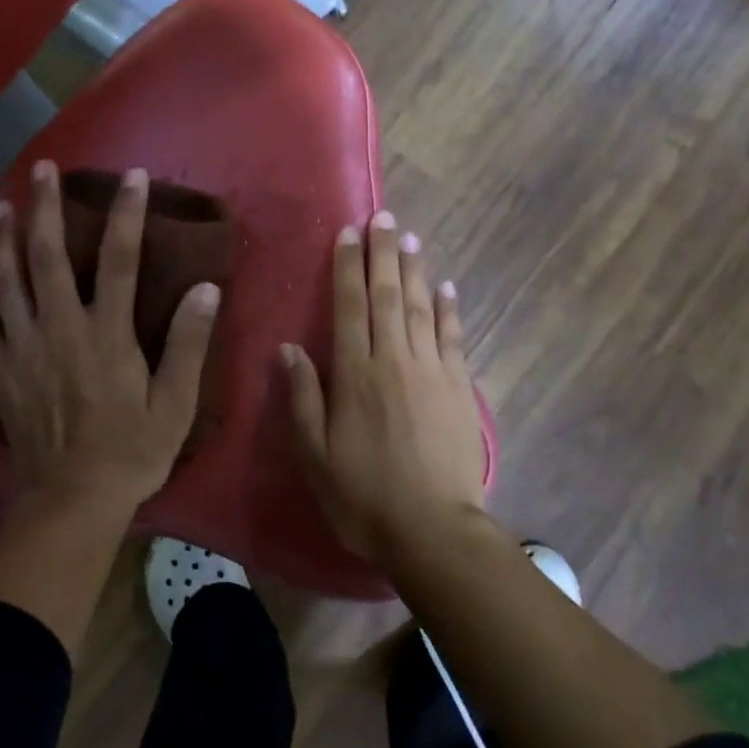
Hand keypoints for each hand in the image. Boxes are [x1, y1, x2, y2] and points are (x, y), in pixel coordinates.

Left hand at [0, 159, 219, 515]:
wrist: (70, 501)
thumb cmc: (131, 452)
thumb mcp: (175, 404)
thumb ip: (189, 345)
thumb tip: (206, 290)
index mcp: (107, 335)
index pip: (119, 260)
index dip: (126, 214)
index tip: (132, 176)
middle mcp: (60, 329)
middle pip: (48, 256)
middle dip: (46, 207)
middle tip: (44, 169)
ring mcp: (22, 349)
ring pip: (7, 281)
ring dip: (4, 240)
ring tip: (1, 207)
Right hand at [283, 211, 486, 563]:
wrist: (433, 531)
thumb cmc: (363, 496)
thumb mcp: (315, 455)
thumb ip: (302, 397)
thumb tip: (289, 348)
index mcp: (356, 374)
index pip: (350, 307)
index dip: (347, 267)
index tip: (347, 233)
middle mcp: (394, 361)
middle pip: (388, 296)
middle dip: (383, 253)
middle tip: (383, 217)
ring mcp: (432, 371)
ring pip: (421, 308)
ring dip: (415, 270)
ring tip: (410, 238)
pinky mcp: (459, 388)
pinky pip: (454, 338)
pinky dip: (450, 310)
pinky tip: (448, 288)